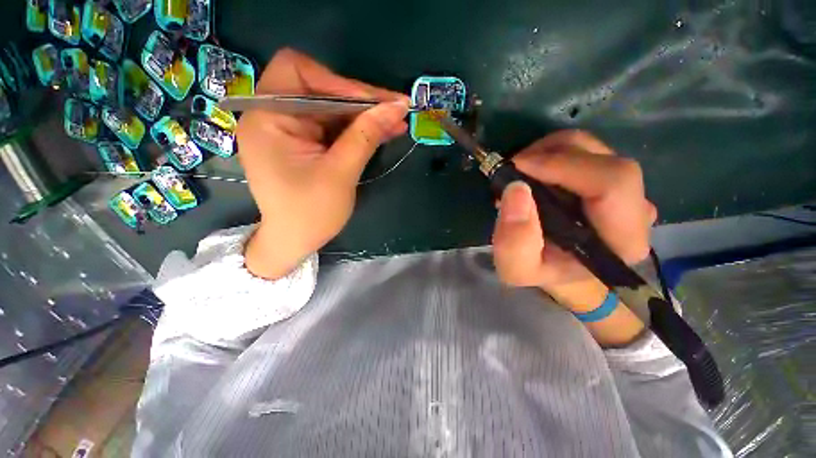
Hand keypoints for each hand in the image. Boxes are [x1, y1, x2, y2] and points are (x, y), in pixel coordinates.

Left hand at [238, 49, 409, 278]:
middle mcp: (272, 116)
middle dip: (359, 100)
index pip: (299, 72)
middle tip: (395, 110)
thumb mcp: (341, 173)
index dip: (339, 82)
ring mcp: (288, 129)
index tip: (375, 103)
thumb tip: (396, 107)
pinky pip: (331, 126)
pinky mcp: (302, 142)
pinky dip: (356, 129)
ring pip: (330, 108)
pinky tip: (381, 133)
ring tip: (395, 122)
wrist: (295, 242)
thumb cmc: (311, 213)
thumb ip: (366, 136)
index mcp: (268, 119)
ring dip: (363, 116)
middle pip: (318, 88)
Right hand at [492, 130, 656, 310]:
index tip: (518, 167)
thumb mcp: (516, 268)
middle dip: (550, 156)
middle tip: (512, 171)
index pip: (613, 183)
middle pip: (604, 159)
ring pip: (593, 148)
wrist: (559, 268)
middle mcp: (636, 210)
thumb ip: (513, 240)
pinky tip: (533, 172)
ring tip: (519, 174)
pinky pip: (585, 150)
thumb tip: (516, 189)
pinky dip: (552, 152)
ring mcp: (628, 190)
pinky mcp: (612, 177)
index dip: (565, 165)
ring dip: (548, 152)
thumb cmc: (541, 270)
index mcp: (621, 240)